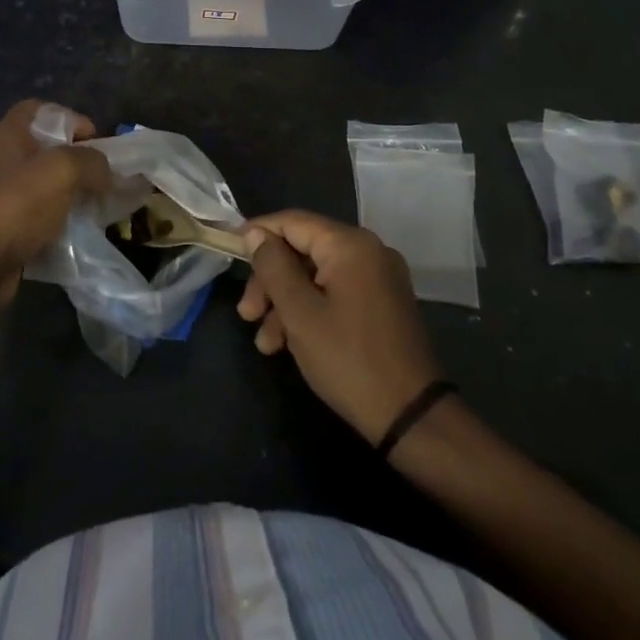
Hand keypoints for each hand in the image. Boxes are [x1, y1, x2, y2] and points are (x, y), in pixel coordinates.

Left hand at [0, 100, 111, 312]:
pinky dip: (60, 226)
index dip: (71, 118)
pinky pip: (40, 220)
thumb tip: (107, 171)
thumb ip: (91, 162)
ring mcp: (1, 199)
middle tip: (104, 180)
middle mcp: (2, 162)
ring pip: (46, 188)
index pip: (41, 109)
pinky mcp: (5, 231)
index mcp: (8, 136)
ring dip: (73, 197)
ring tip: (98, 210)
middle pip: (47, 150)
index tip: (97, 142)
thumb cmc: (14, 208)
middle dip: (79, 163)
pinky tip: (79, 236)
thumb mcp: (61, 171)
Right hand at [238, 210, 443, 445]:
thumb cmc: (348, 359)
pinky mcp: (381, 304)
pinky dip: (309, 312)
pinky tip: (288, 345)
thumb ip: (273, 267)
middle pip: (303, 251)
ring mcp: (378, 279)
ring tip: (265, 343)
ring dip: (285, 303)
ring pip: (316, 277)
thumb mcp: (299, 313)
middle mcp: (368, 252)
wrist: (410, 416)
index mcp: (351, 246)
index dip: (257, 233)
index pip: (293, 222)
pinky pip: (335, 294)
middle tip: (246, 314)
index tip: (229, 251)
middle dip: (270, 281)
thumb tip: (255, 233)